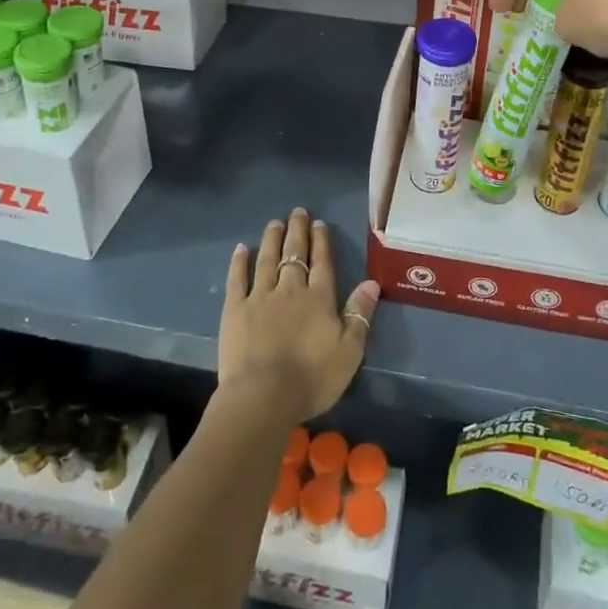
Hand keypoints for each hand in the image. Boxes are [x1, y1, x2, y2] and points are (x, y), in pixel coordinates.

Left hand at [219, 208, 378, 421]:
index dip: (321, 242)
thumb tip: (371, 283)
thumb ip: (360, 315)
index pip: (322, 262)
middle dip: (298, 231)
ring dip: (272, 239)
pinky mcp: (235, 310)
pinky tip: (240, 249)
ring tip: (275, 223)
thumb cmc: (312, 378)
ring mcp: (260, 297)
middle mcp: (290, 289)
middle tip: (297, 212)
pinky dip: (239, 262)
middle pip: (294, 253)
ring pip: (267, 260)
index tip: (319, 224)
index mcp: (319, 298)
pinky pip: (237, 279)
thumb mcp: (349, 351)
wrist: (264, 396)